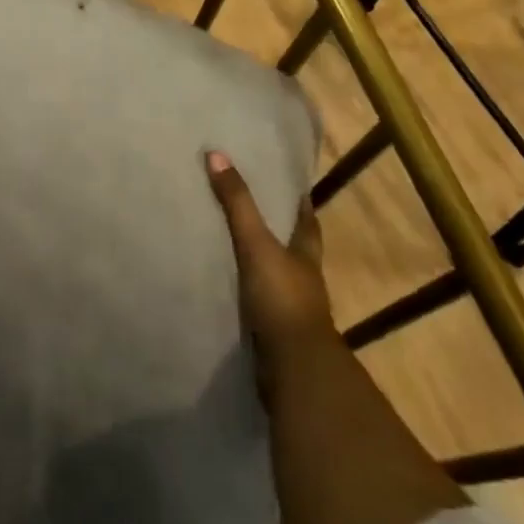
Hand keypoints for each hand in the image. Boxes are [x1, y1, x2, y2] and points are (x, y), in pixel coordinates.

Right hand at [206, 151, 333, 390]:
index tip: (295, 187)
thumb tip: (216, 154)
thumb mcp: (256, 244)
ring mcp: (290, 310)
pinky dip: (248, 295)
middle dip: (281, 233)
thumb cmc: (282, 298)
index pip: (307, 222)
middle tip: (258, 211)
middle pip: (295, 250)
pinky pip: (259, 305)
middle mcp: (303, 280)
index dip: (301, 204)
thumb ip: (237, 204)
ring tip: (234, 247)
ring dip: (262, 265)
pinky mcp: (274, 334)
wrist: (294, 369)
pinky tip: (228, 289)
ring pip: (277, 278)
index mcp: (306, 256)